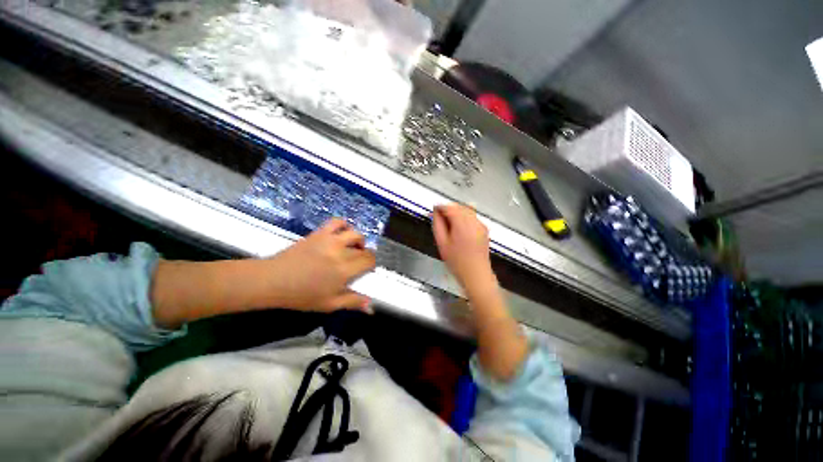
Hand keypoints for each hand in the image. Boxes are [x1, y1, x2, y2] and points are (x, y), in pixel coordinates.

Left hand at [267, 219, 375, 312]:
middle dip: (365, 255)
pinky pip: (337, 222)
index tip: (367, 270)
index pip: (369, 261)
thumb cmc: (301, 295)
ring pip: (355, 234)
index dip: (371, 264)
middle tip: (358, 263)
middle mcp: (341, 252)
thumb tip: (371, 307)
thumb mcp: (329, 304)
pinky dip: (344, 225)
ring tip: (353, 247)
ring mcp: (330, 240)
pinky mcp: (320, 233)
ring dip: (359, 241)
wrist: (273, 280)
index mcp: (345, 270)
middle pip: (363, 249)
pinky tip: (342, 234)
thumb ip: (352, 302)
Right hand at [432, 204, 496, 294]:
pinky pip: (473, 217)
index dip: (439, 207)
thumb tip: (435, 213)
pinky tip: (459, 228)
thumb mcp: (442, 243)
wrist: (476, 275)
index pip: (449, 207)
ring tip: (448, 224)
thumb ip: (437, 225)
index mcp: (462, 224)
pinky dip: (464, 217)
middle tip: (439, 218)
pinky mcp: (484, 229)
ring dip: (456, 212)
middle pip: (459, 206)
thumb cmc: (458, 262)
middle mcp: (474, 222)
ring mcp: (481, 225)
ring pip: (467, 209)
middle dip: (448, 209)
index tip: (433, 211)